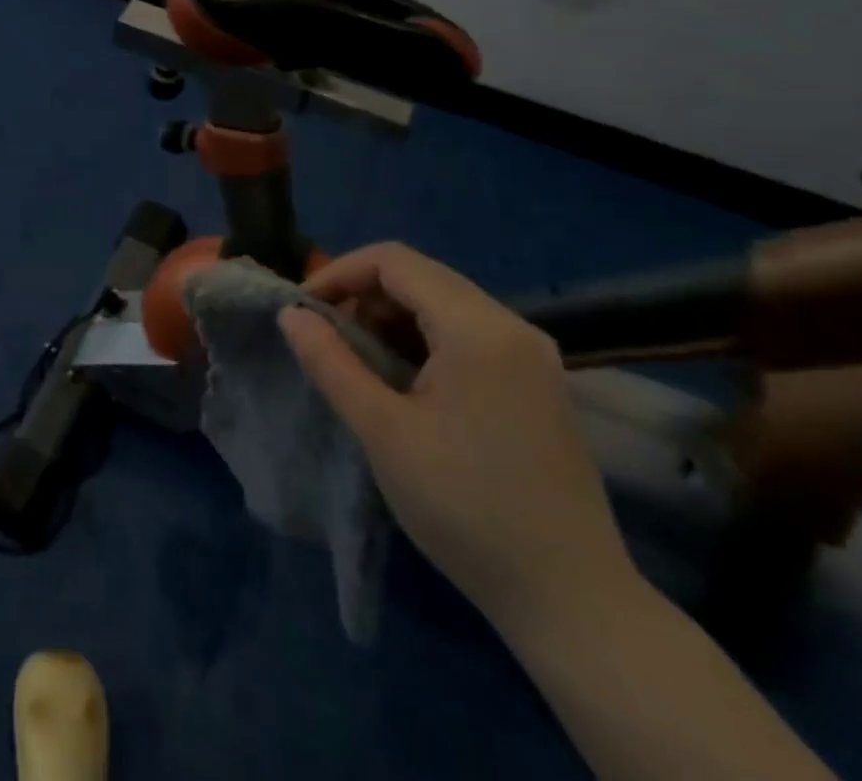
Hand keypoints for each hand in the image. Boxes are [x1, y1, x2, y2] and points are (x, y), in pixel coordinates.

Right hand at [278, 243, 635, 637]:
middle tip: (326, 338)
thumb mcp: (382, 431)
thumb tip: (290, 313)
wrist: (571, 600)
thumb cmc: (465, 508)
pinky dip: (422, 340)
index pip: (394, 261)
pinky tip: (403, 382)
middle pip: (420, 276)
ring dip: (390, 319)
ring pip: (441, 303)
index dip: (339, 272)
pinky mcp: (535, 381)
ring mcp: (530, 354)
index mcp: (478, 328)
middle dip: (362, 296)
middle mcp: (511, 325)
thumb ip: (330, 361)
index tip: (303, 308)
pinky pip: (465, 333)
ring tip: (358, 364)